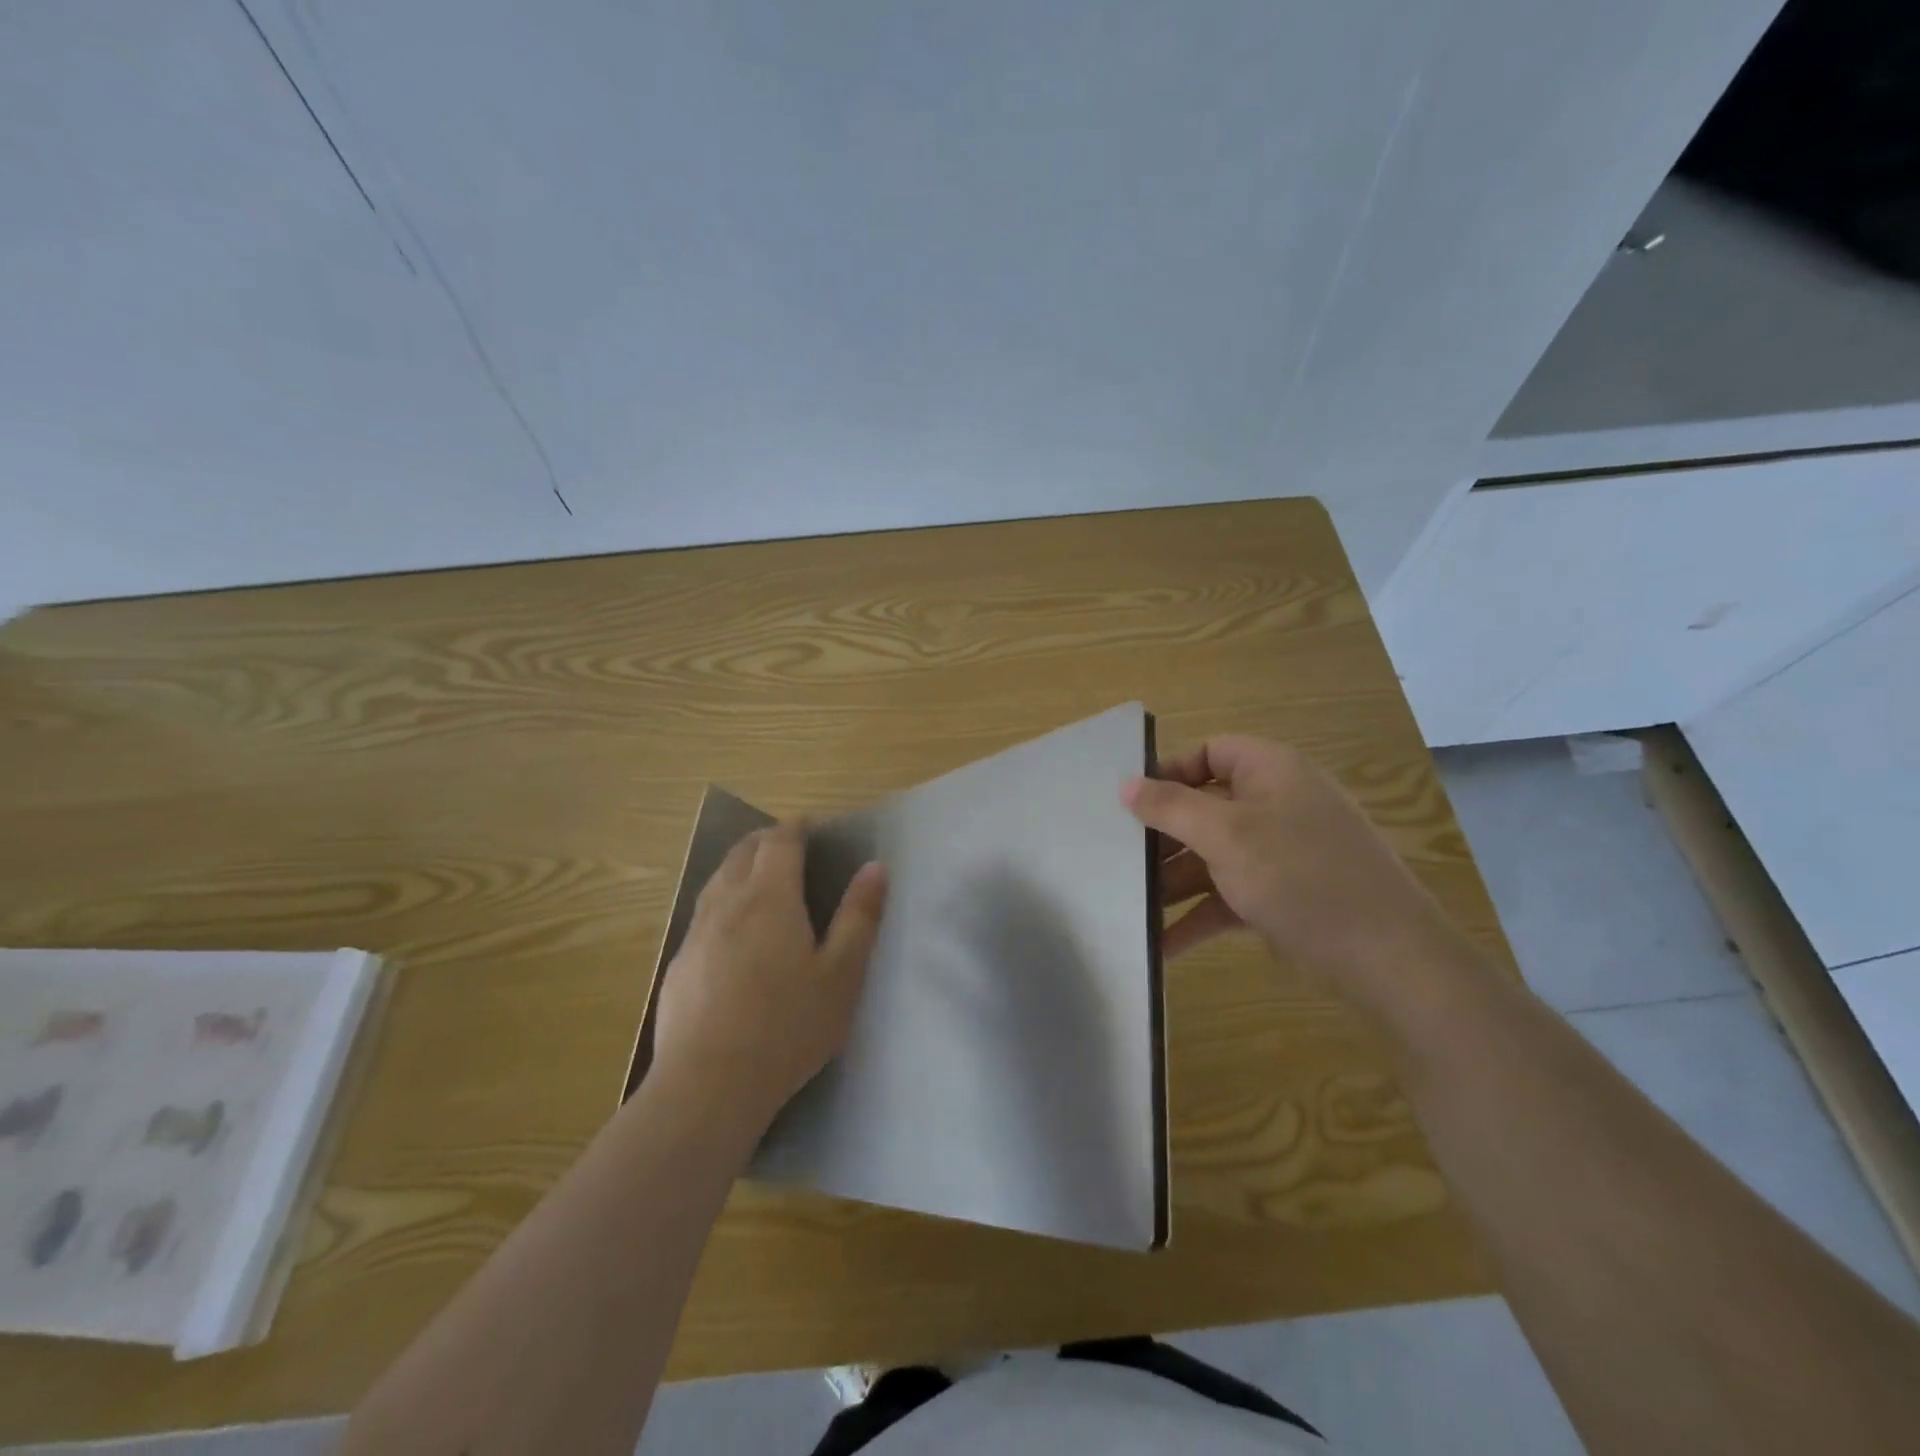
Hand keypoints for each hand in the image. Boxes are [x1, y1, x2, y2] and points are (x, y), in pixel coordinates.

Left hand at [652, 822, 886, 1131]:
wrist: (708, 1086)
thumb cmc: (788, 1027)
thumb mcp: (841, 975)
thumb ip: (859, 917)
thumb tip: (875, 867)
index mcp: (770, 897)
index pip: (780, 841)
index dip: (796, 827)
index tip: (810, 826)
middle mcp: (727, 903)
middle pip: (742, 852)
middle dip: (766, 840)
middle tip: (788, 846)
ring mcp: (697, 933)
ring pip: (717, 880)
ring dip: (740, 867)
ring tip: (759, 878)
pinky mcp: (678, 965)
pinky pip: (702, 914)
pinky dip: (722, 902)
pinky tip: (731, 933)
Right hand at [1123, 736, 1457, 988]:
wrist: (1387, 958)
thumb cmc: (1300, 875)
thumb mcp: (1226, 834)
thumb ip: (1171, 807)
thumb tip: (1126, 784)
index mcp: (1271, 772)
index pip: (1209, 752)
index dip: (1168, 772)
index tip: (1129, 801)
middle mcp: (1276, 805)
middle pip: (1205, 807)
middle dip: (1162, 836)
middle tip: (1119, 857)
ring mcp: (1280, 854)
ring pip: (1213, 856)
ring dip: (1173, 881)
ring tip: (1130, 905)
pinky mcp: (1282, 897)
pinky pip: (1228, 897)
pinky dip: (1198, 916)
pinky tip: (1161, 945)